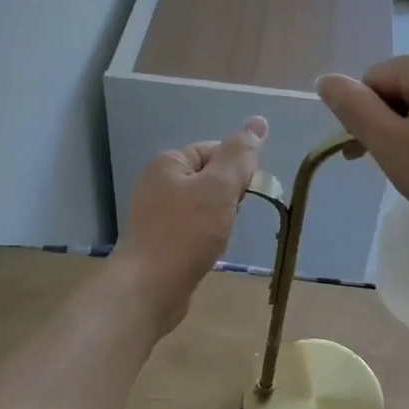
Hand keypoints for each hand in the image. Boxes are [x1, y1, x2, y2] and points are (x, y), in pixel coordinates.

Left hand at [110, 118, 267, 333]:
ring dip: (220, 219)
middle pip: (211, 178)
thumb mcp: (219, 187)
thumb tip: (258, 121)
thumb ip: (240, 155)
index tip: (242, 196)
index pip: (217, 151)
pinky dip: (207, 237)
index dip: (237, 171)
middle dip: (229, 197)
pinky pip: (194, 228)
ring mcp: (157, 213)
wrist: (149, 287)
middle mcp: (159, 182)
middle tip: (229, 218)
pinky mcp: (161, 240)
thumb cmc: (186, 233)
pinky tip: (209, 251)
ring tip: (219, 237)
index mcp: (169, 162)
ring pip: (205, 206)